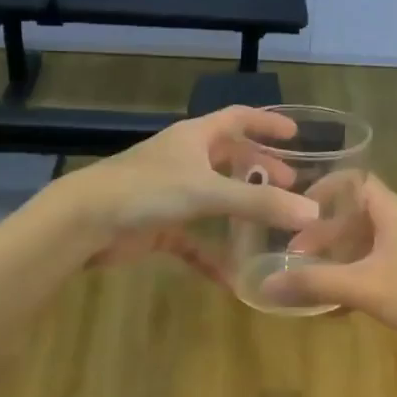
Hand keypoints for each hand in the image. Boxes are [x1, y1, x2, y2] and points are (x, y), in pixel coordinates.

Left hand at [61, 107, 319, 278]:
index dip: (266, 122)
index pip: (238, 118)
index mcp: (194, 137)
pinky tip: (233, 278)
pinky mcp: (158, 226)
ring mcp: (170, 194)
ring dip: (240, 210)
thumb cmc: (146, 190)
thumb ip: (259, 203)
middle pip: (229, 158)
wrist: (84, 221)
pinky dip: (213, 255)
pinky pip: (194, 240)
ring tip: (272, 223)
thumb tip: (312, 213)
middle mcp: (184, 160)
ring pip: (214, 198)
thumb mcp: (207, 192)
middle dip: (259, 169)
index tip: (296, 133)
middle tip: (290, 184)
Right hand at [261, 176, 396, 357]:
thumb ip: (316, 284)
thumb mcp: (366, 286)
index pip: (353, 180)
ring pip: (365, 245)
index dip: (323, 189)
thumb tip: (265, 286)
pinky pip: (377, 269)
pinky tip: (337, 307)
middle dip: (322, 233)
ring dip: (337, 259)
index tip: (294, 210)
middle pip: (354, 216)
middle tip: (293, 255)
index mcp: (391, 211)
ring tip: (307, 279)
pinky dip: (355, 280)